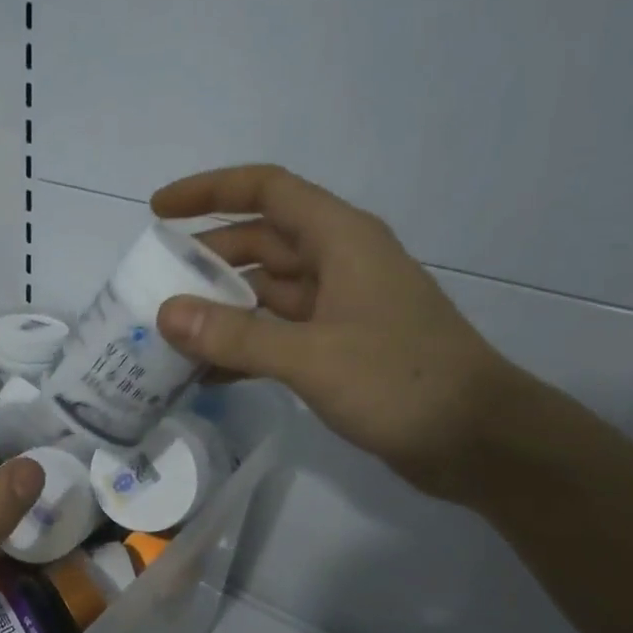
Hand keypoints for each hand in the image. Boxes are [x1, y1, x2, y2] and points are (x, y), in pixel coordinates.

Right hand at [151, 164, 527, 500]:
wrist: (479, 442)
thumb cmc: (402, 382)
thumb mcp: (312, 356)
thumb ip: (237, 335)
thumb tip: (165, 314)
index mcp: (340, 239)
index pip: (267, 190)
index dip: (210, 191)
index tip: (158, 210)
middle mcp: (338, 263)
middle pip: (260, 242)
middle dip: (205, 259)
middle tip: (153, 284)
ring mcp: (339, 307)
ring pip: (265, 292)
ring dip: (220, 308)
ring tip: (167, 332)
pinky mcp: (338, 348)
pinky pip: (276, 333)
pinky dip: (242, 346)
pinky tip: (204, 374)